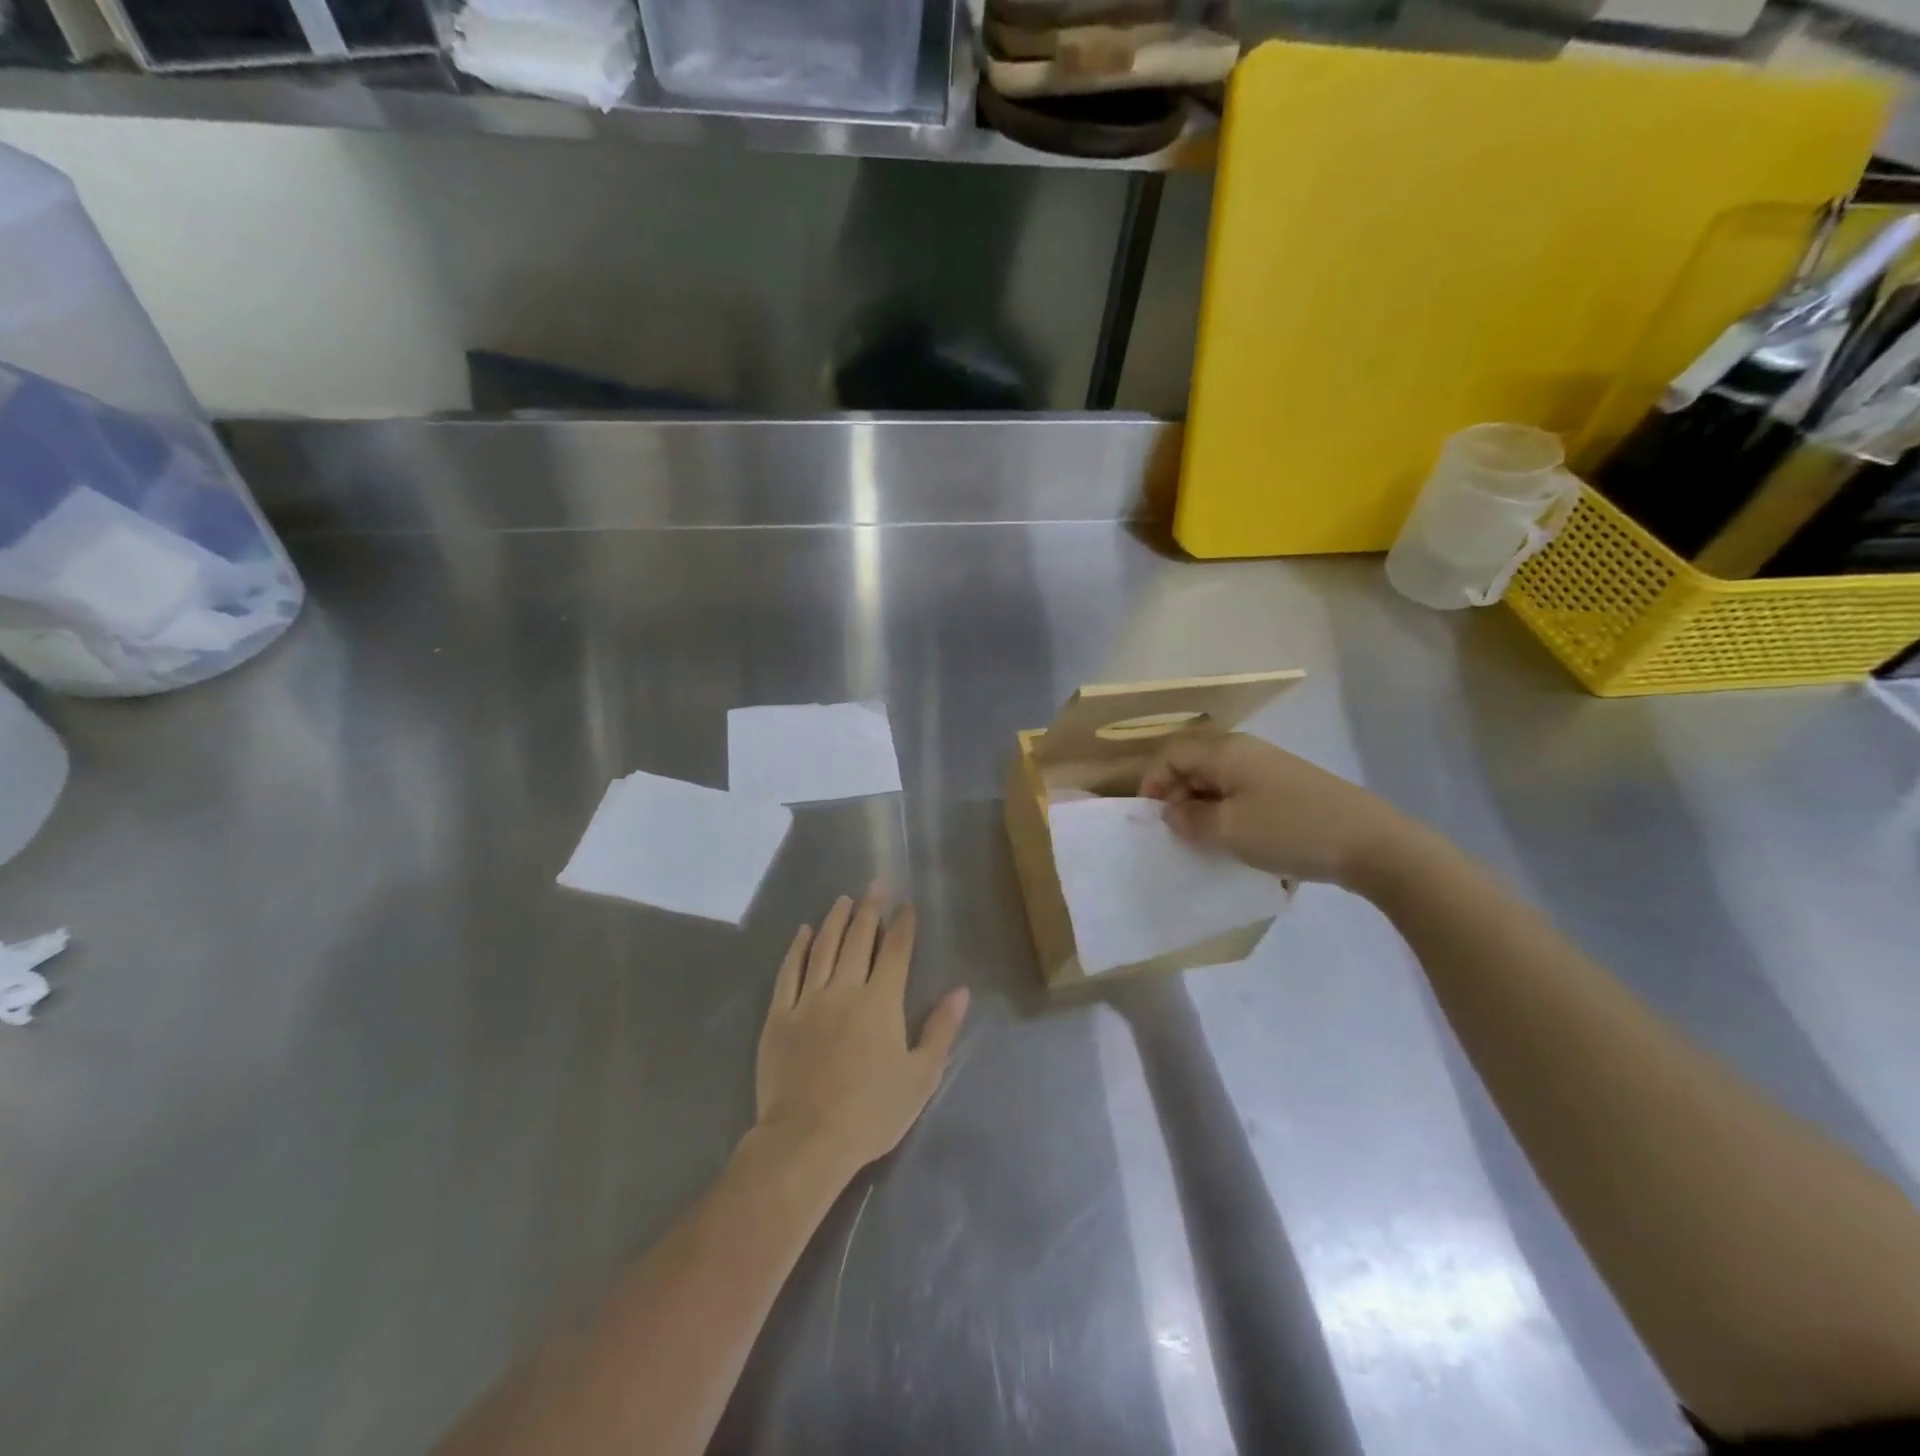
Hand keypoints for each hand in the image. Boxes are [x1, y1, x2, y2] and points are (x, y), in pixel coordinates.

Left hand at [753, 893, 969, 1181]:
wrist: (806, 1140)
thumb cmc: (871, 1112)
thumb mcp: (921, 1077)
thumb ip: (941, 1030)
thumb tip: (961, 991)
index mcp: (882, 1002)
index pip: (896, 952)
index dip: (903, 925)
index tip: (907, 905)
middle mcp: (845, 989)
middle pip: (859, 939)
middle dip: (870, 910)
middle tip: (875, 886)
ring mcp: (809, 1000)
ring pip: (823, 948)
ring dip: (835, 920)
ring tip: (843, 900)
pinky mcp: (780, 1016)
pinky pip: (788, 972)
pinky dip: (797, 949)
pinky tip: (803, 933)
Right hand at [1140, 733, 1415, 887]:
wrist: (1371, 843)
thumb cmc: (1289, 830)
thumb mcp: (1228, 830)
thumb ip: (1190, 820)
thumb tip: (1172, 813)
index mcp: (1226, 751)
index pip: (1172, 755)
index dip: (1153, 783)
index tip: (1151, 819)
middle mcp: (1246, 751)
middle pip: (1195, 765)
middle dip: (1177, 797)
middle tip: (1176, 834)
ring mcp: (1271, 768)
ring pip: (1220, 781)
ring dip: (1204, 808)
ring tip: (1204, 842)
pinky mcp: (1290, 789)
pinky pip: (1244, 794)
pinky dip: (1229, 813)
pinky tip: (1237, 840)